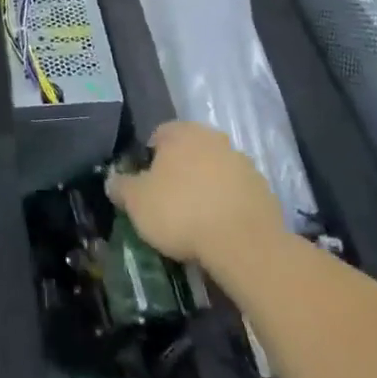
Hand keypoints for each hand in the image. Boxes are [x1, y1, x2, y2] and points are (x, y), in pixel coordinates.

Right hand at [107, 121, 286, 277]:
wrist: (244, 244)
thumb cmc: (181, 213)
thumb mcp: (137, 203)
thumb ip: (121, 186)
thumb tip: (112, 180)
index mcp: (182, 133)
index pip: (158, 136)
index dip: (149, 161)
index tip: (146, 187)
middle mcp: (213, 138)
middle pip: (189, 152)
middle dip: (179, 172)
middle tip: (168, 204)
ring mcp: (242, 162)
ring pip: (214, 171)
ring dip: (205, 188)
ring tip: (196, 222)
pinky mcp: (263, 190)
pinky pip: (236, 193)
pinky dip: (227, 205)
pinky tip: (220, 231)